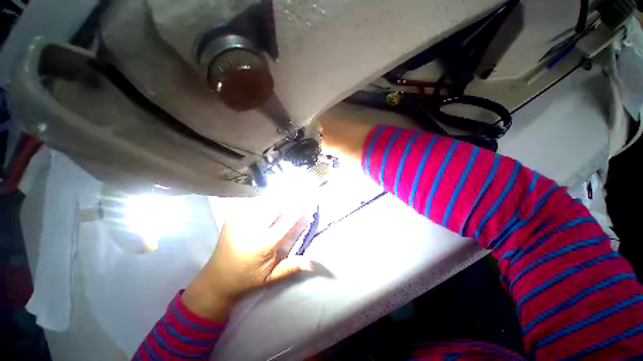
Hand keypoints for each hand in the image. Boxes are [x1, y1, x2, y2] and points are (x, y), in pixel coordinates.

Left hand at [182, 201, 313, 320]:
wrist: (216, 279)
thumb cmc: (247, 279)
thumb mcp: (270, 277)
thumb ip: (291, 267)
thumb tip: (312, 265)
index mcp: (262, 245)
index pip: (285, 223)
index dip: (298, 212)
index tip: (307, 203)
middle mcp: (250, 230)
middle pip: (274, 207)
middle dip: (288, 199)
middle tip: (299, 194)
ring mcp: (239, 221)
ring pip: (264, 202)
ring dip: (277, 198)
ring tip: (287, 194)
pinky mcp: (232, 217)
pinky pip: (254, 204)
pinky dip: (265, 201)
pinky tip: (271, 201)